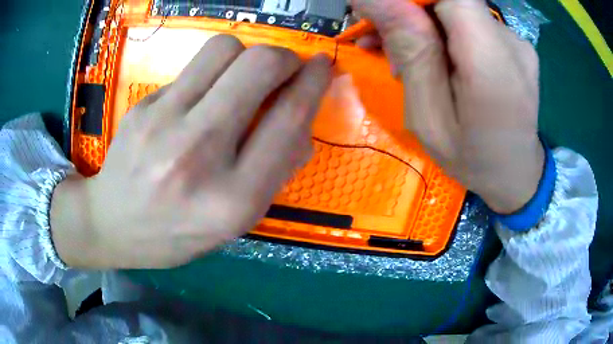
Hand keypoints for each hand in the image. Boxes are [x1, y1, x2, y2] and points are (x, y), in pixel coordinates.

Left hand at [50, 35, 331, 268]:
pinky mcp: (143, 105)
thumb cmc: (177, 233)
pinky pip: (193, 68)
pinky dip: (211, 74)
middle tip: (286, 67)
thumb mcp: (236, 223)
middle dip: (284, 57)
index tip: (323, 66)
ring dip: (248, 54)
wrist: (112, 224)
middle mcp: (198, 153)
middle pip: (258, 67)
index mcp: (233, 199)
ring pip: (224, 50)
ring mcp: (163, 122)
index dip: (313, 84)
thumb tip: (302, 124)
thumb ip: (275, 173)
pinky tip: (201, 98)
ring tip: (243, 77)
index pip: (288, 121)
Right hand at [352, 0, 544, 213]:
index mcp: (491, 61)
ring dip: (425, 24)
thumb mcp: (429, 116)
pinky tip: (435, 56)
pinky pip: (473, 24)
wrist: (515, 174)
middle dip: (410, 13)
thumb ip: (411, 52)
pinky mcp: (515, 44)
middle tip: (381, 39)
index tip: (382, 15)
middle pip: (451, 1)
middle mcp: (509, 40)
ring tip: (402, 56)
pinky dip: (447, 32)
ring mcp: (516, 41)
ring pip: (458, 10)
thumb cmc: (472, 158)